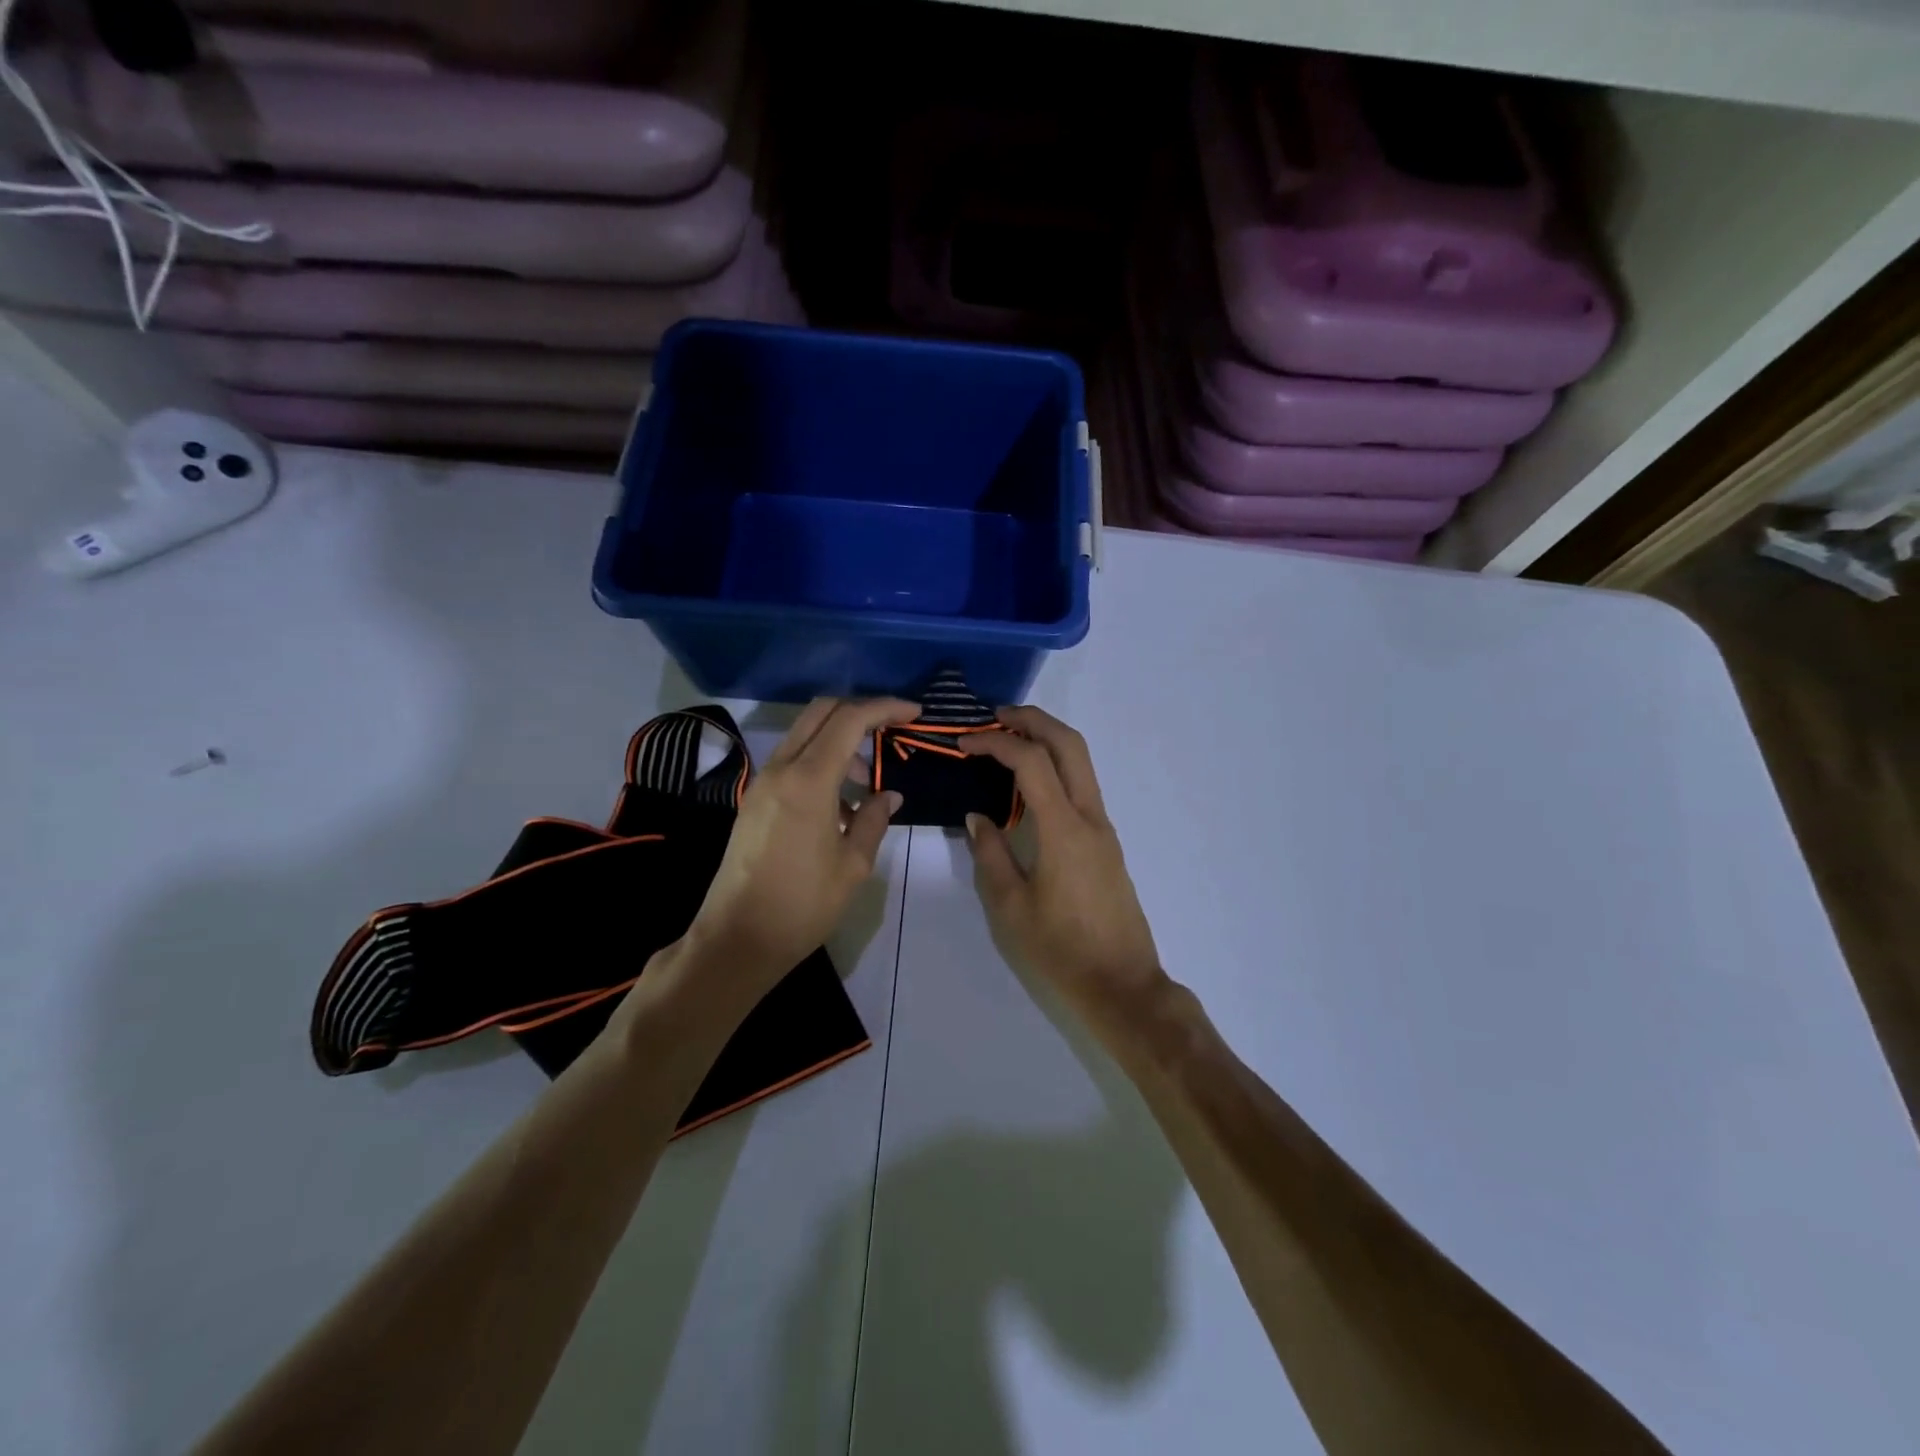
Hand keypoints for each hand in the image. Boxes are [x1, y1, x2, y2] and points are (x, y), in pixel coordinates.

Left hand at [672, 697, 915, 1008]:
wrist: (737, 938)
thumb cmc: (803, 904)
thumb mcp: (853, 865)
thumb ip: (875, 820)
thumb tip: (889, 795)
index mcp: (809, 780)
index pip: (850, 720)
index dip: (885, 708)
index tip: (914, 712)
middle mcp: (781, 769)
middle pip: (821, 712)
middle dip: (860, 711)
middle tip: (892, 730)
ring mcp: (763, 783)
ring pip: (805, 735)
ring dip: (840, 741)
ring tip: (868, 783)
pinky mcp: (755, 800)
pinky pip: (793, 762)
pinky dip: (821, 762)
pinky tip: (841, 804)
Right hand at [962, 707, 1167, 1032]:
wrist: (1122, 985)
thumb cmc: (1060, 950)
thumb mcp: (1010, 907)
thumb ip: (991, 854)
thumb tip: (978, 817)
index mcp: (1063, 829)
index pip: (1031, 761)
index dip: (996, 742)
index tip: (964, 743)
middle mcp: (1090, 817)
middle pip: (1070, 745)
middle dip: (1033, 719)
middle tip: (994, 716)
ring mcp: (1103, 829)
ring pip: (1081, 762)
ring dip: (1047, 739)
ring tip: (1007, 741)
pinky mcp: (1106, 843)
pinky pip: (1081, 787)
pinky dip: (1055, 767)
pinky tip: (1026, 785)